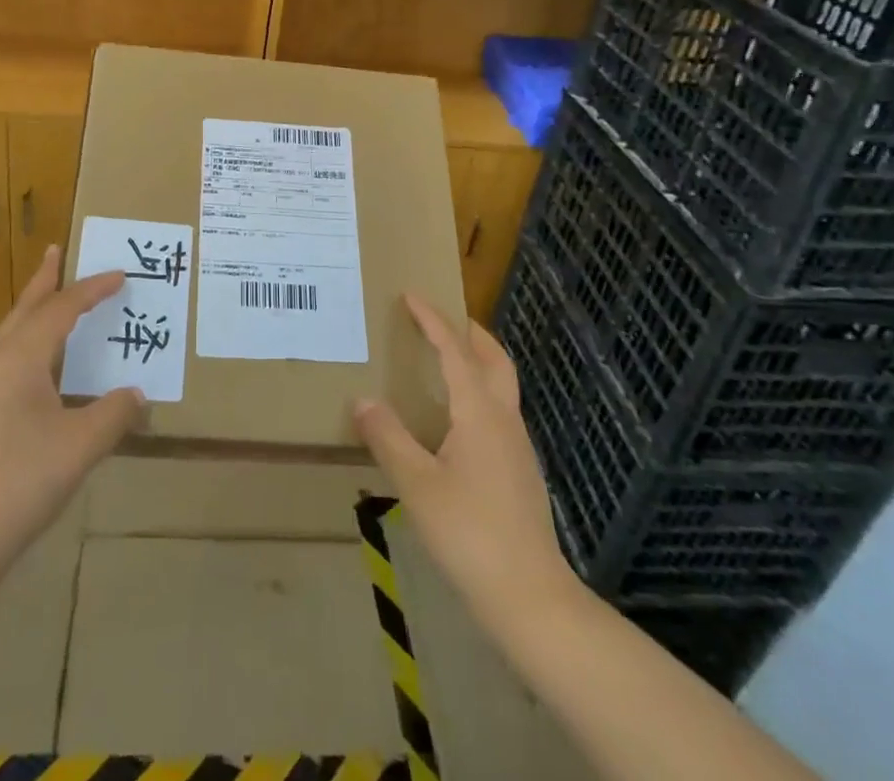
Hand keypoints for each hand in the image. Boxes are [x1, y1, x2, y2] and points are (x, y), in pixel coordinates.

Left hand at [0, 246, 145, 567]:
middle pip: (26, 307)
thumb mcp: (81, 445)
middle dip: (45, 280)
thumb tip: (137, 395)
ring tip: (47, 297)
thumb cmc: (21, 480)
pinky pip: (1, 352)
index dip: (93, 290)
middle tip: (57, 251)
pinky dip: (22, 337)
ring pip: (9, 330)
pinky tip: (31, 360)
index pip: (62, 308)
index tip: (120, 275)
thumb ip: (114, 414)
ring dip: (31, 308)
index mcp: (21, 356)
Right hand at [353, 294, 577, 627]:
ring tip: (444, 363)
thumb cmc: (470, 534)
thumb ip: (388, 438)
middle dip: (470, 333)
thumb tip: (362, 400)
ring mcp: (517, 447)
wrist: (531, 598)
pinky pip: (499, 413)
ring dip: (477, 362)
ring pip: (501, 387)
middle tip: (441, 319)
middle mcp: (504, 420)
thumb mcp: (417, 485)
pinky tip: (456, 421)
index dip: (433, 320)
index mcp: (479, 413)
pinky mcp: (520, 472)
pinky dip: (479, 394)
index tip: (412, 295)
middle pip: (494, 360)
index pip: (454, 351)